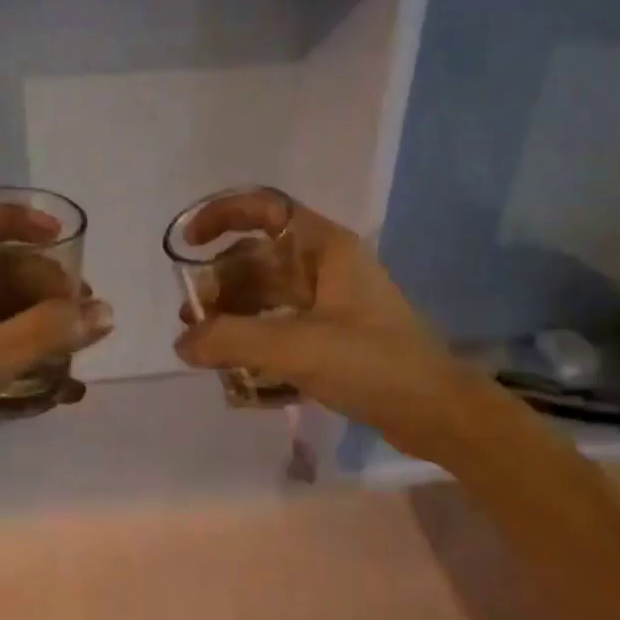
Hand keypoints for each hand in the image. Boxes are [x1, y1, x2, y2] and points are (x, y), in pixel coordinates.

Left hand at [0, 215, 112, 526]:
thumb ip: (44, 333)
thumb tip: (105, 313)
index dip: (17, 221)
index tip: (61, 239)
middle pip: (0, 271)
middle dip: (46, 287)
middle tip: (85, 312)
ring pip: (6, 314)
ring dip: (45, 328)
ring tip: (81, 351)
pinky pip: (3, 353)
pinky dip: (33, 363)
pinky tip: (64, 391)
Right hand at [172, 193, 474, 459]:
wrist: (436, 412)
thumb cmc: (371, 363)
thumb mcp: (295, 347)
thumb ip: (231, 340)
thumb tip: (183, 343)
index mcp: (324, 247)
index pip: (265, 207)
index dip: (221, 214)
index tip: (188, 243)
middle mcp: (325, 265)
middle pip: (258, 257)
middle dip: (220, 282)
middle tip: (191, 317)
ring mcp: (330, 300)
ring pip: (266, 292)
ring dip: (232, 313)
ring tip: (204, 344)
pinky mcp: (332, 333)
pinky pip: (280, 322)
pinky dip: (254, 336)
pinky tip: (234, 364)